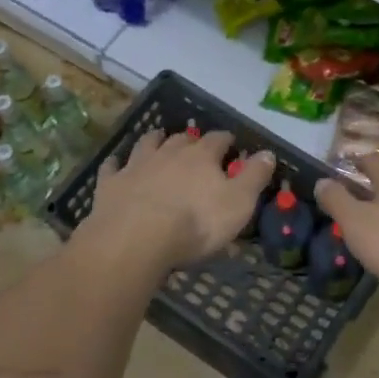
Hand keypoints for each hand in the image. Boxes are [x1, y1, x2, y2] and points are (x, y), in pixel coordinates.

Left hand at [78, 127, 275, 274]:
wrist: (136, 239)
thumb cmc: (195, 224)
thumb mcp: (238, 203)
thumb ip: (254, 176)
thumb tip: (268, 152)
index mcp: (202, 157)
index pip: (218, 140)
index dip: (226, 140)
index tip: (231, 143)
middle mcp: (168, 153)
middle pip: (181, 139)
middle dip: (190, 139)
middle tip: (194, 143)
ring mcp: (136, 166)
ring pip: (147, 145)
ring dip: (154, 140)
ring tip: (158, 138)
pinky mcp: (110, 184)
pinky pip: (112, 167)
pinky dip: (116, 163)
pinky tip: (116, 163)